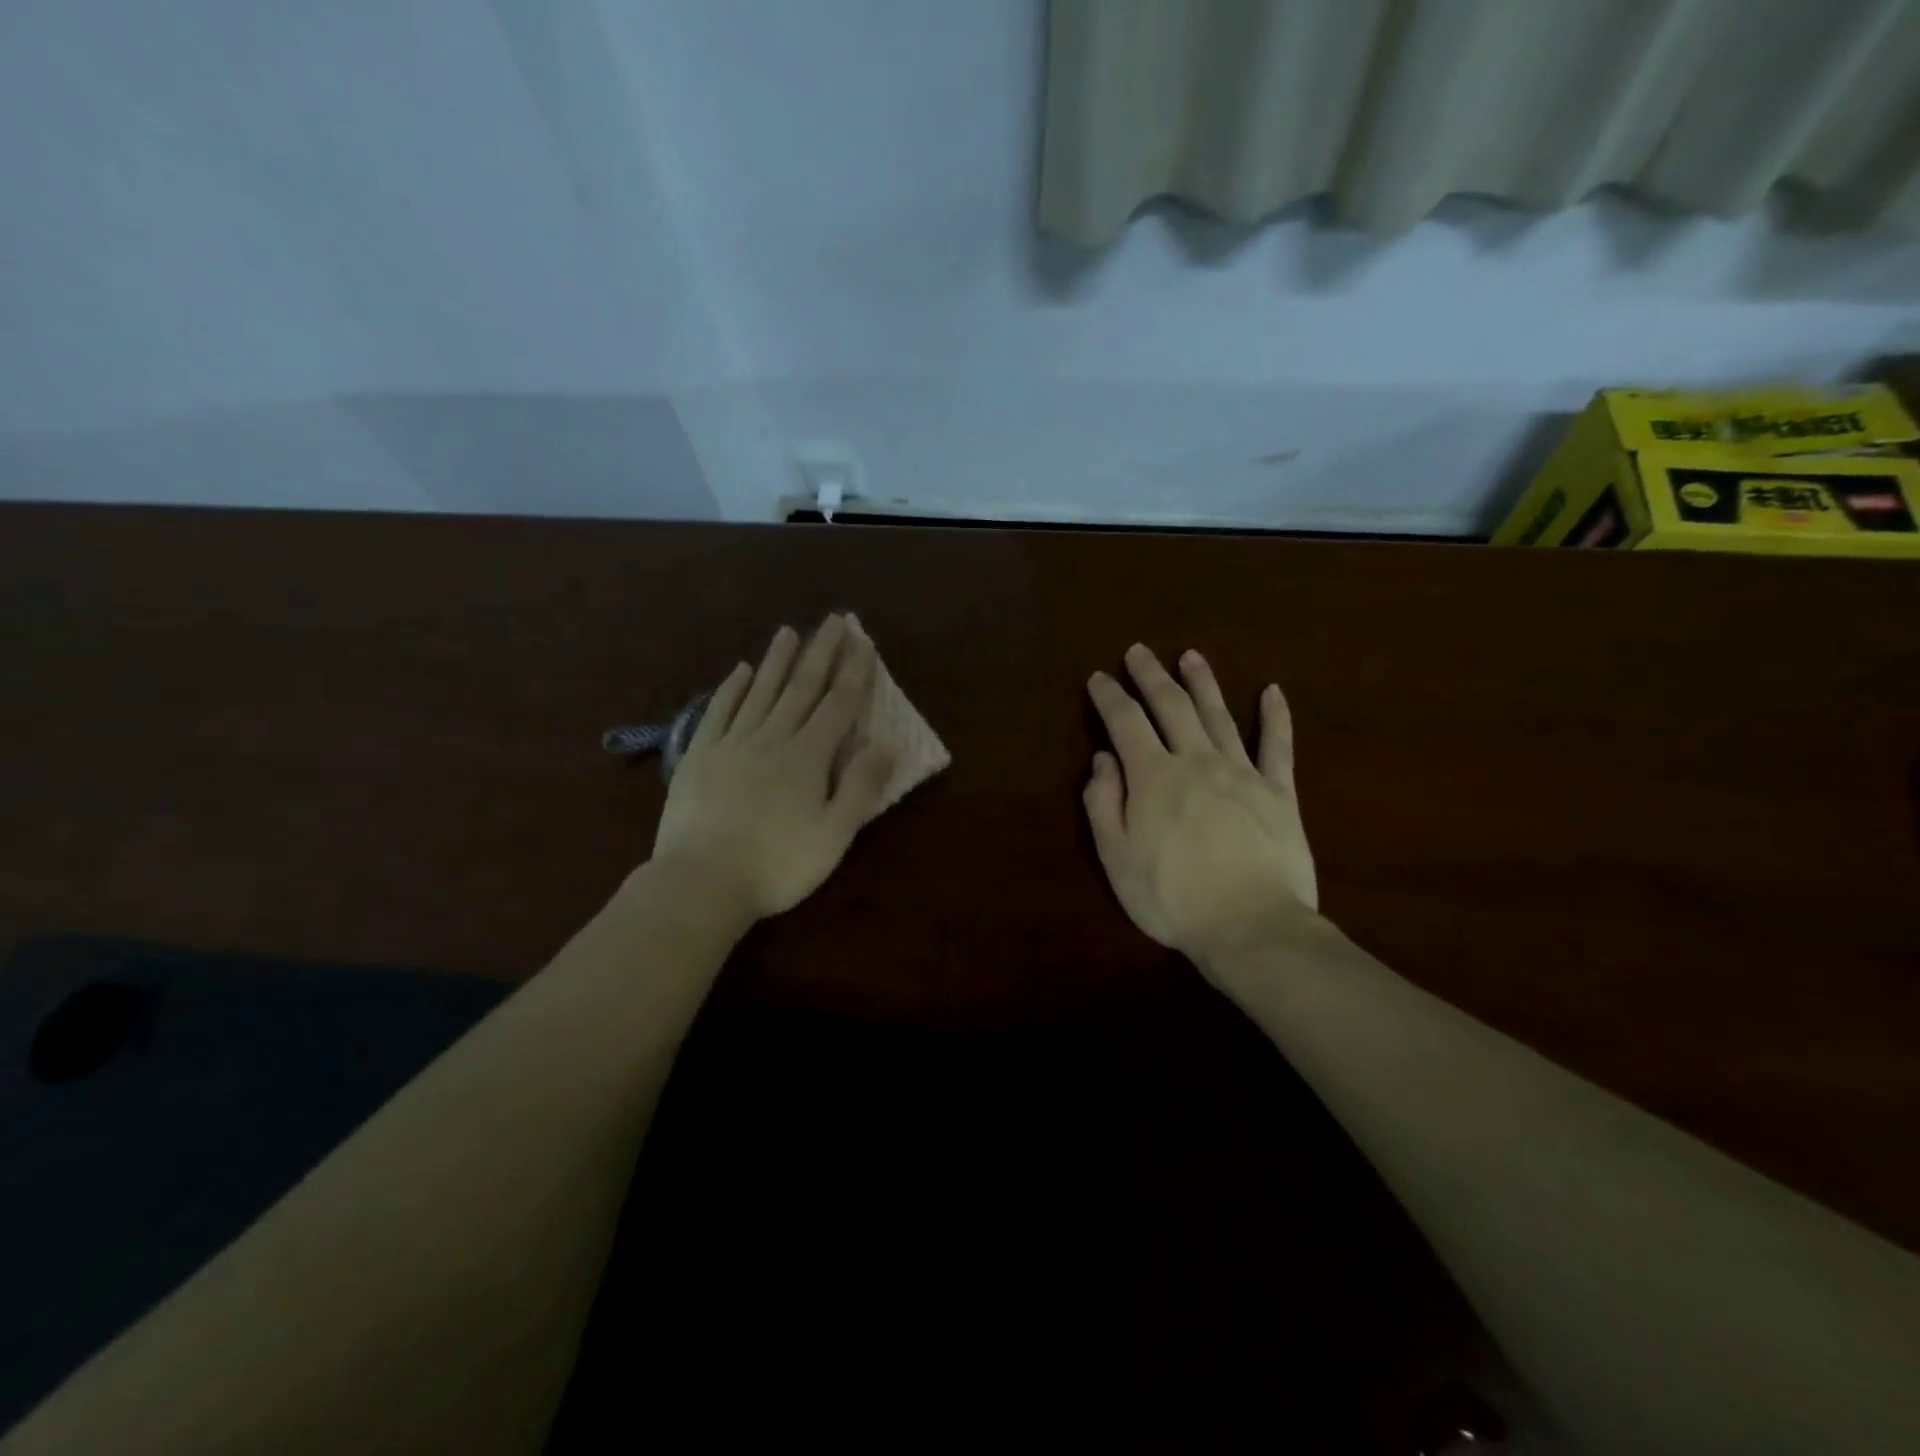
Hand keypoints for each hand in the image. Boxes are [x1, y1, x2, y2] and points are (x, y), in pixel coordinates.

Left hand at [651, 614, 894, 921]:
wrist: (701, 881)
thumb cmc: (777, 865)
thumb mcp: (834, 835)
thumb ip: (861, 787)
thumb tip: (885, 743)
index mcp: (808, 757)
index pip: (838, 704)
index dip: (854, 672)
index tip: (863, 641)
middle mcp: (772, 738)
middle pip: (802, 687)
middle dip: (821, 652)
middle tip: (833, 620)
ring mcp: (732, 743)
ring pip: (761, 691)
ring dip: (778, 660)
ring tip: (790, 632)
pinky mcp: (700, 755)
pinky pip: (719, 711)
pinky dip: (732, 688)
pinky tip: (741, 670)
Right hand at [1083, 644, 1318, 964]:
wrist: (1250, 926)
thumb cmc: (1171, 897)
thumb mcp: (1116, 857)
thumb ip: (1104, 803)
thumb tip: (1104, 759)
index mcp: (1153, 777)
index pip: (1125, 723)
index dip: (1109, 697)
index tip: (1099, 678)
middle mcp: (1195, 761)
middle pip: (1171, 706)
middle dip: (1151, 676)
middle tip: (1139, 651)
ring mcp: (1241, 773)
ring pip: (1218, 715)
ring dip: (1202, 683)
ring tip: (1191, 657)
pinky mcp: (1279, 793)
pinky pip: (1277, 746)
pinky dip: (1275, 717)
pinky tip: (1272, 691)